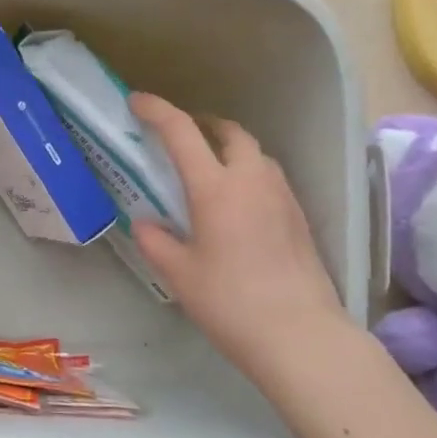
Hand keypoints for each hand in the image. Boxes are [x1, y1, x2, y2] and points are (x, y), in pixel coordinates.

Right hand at [130, 92, 348, 383]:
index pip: (182, 133)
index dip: (157, 111)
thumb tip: (145, 223)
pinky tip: (235, 203)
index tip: (136, 102)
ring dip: (228, 148)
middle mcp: (252, 180)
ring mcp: (282, 196)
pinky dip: (246, 172)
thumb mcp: (179, 274)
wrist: (300, 335)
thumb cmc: (230, 302)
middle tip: (179, 136)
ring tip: (206, 168)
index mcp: (216, 188)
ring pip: (254, 153)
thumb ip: (155, 241)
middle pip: (229, 132)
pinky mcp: (298, 216)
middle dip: (202, 124)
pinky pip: (268, 177)